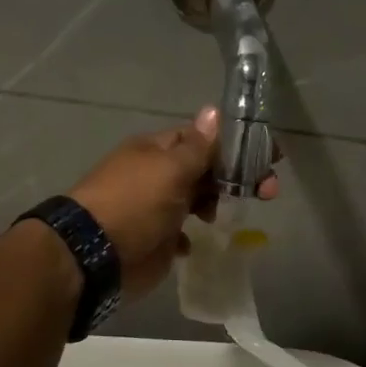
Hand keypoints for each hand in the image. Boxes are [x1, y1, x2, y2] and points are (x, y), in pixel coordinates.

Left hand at [70, 106, 279, 300]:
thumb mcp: (170, 169)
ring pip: (198, 199)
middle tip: (268, 191)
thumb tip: (214, 111)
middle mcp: (159, 174)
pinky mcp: (158, 238)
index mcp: (158, 150)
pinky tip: (198, 239)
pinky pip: (183, 232)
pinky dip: (193, 235)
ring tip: (227, 216)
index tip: (271, 156)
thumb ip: (198, 146)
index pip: (204, 138)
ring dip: (217, 204)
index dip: (237, 145)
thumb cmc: (135, 203)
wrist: (95, 255)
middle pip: (206, 169)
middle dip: (237, 176)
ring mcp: (158, 207)